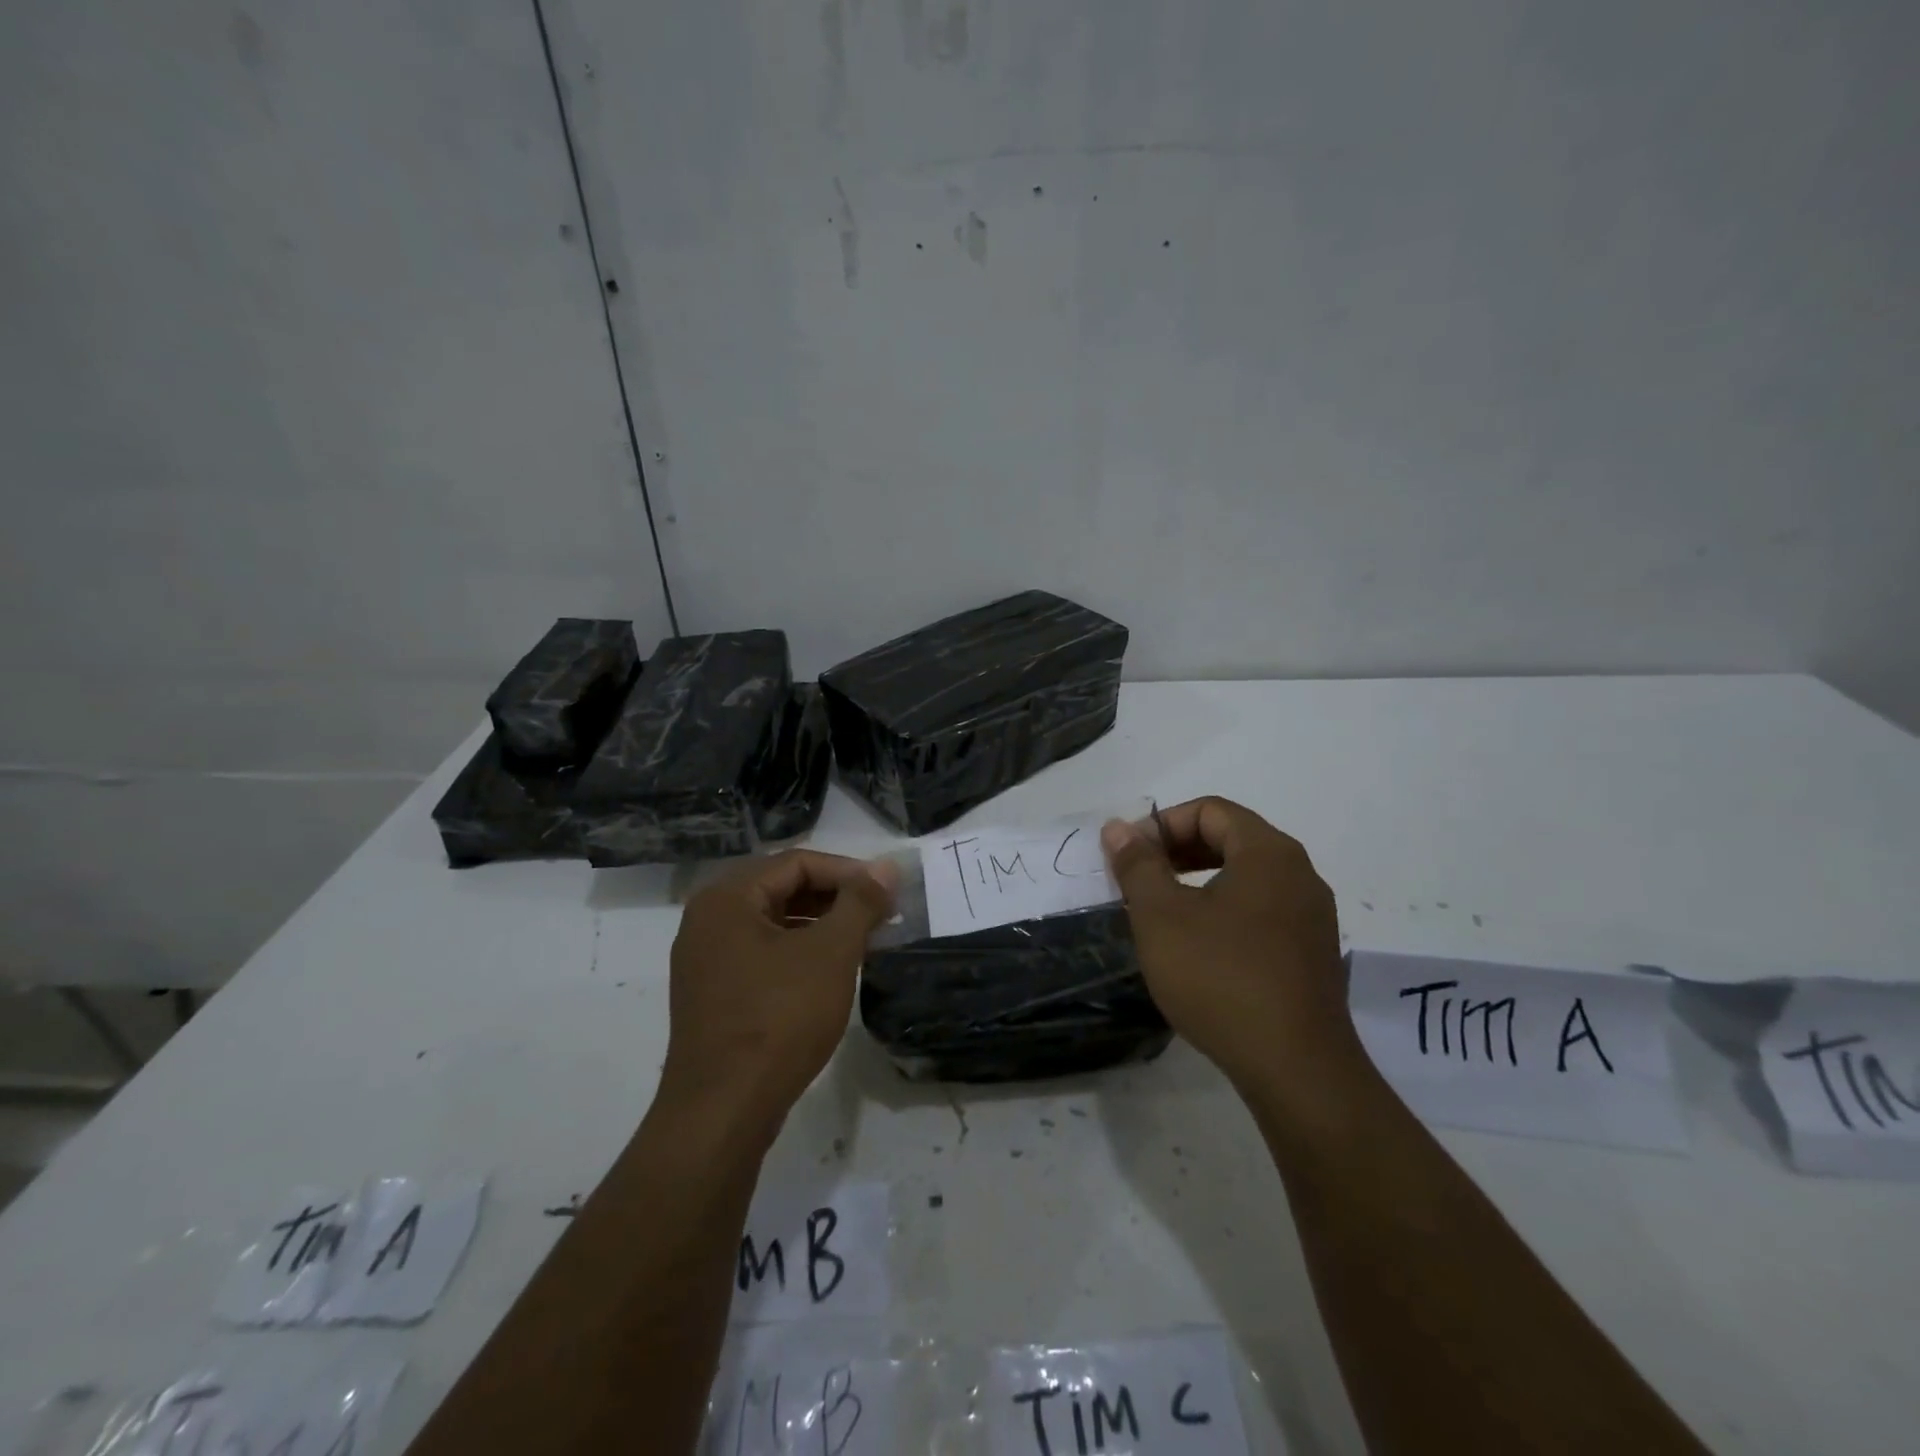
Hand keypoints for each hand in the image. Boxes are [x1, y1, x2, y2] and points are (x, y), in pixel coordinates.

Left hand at [660, 850, 896, 1136]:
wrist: (723, 1112)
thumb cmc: (779, 1019)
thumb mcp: (831, 953)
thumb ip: (860, 902)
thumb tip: (887, 866)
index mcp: (727, 898)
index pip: (797, 863)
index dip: (848, 871)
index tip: (888, 892)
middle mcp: (707, 920)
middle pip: (782, 889)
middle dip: (835, 898)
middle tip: (879, 914)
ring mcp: (705, 960)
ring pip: (773, 923)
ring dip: (819, 925)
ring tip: (862, 941)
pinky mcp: (712, 995)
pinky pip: (761, 954)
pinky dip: (798, 953)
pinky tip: (829, 972)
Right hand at [1102, 797, 1351, 1089]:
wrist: (1296, 1070)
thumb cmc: (1220, 977)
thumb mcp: (1161, 916)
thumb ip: (1138, 865)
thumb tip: (1118, 827)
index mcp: (1269, 853)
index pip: (1210, 810)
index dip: (1162, 825)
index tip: (1129, 857)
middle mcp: (1299, 875)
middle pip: (1231, 839)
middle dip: (1177, 852)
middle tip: (1138, 881)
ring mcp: (1312, 918)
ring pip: (1245, 878)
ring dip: (1198, 883)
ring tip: (1161, 914)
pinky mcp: (1311, 956)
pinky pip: (1261, 912)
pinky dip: (1223, 912)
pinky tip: (1197, 948)